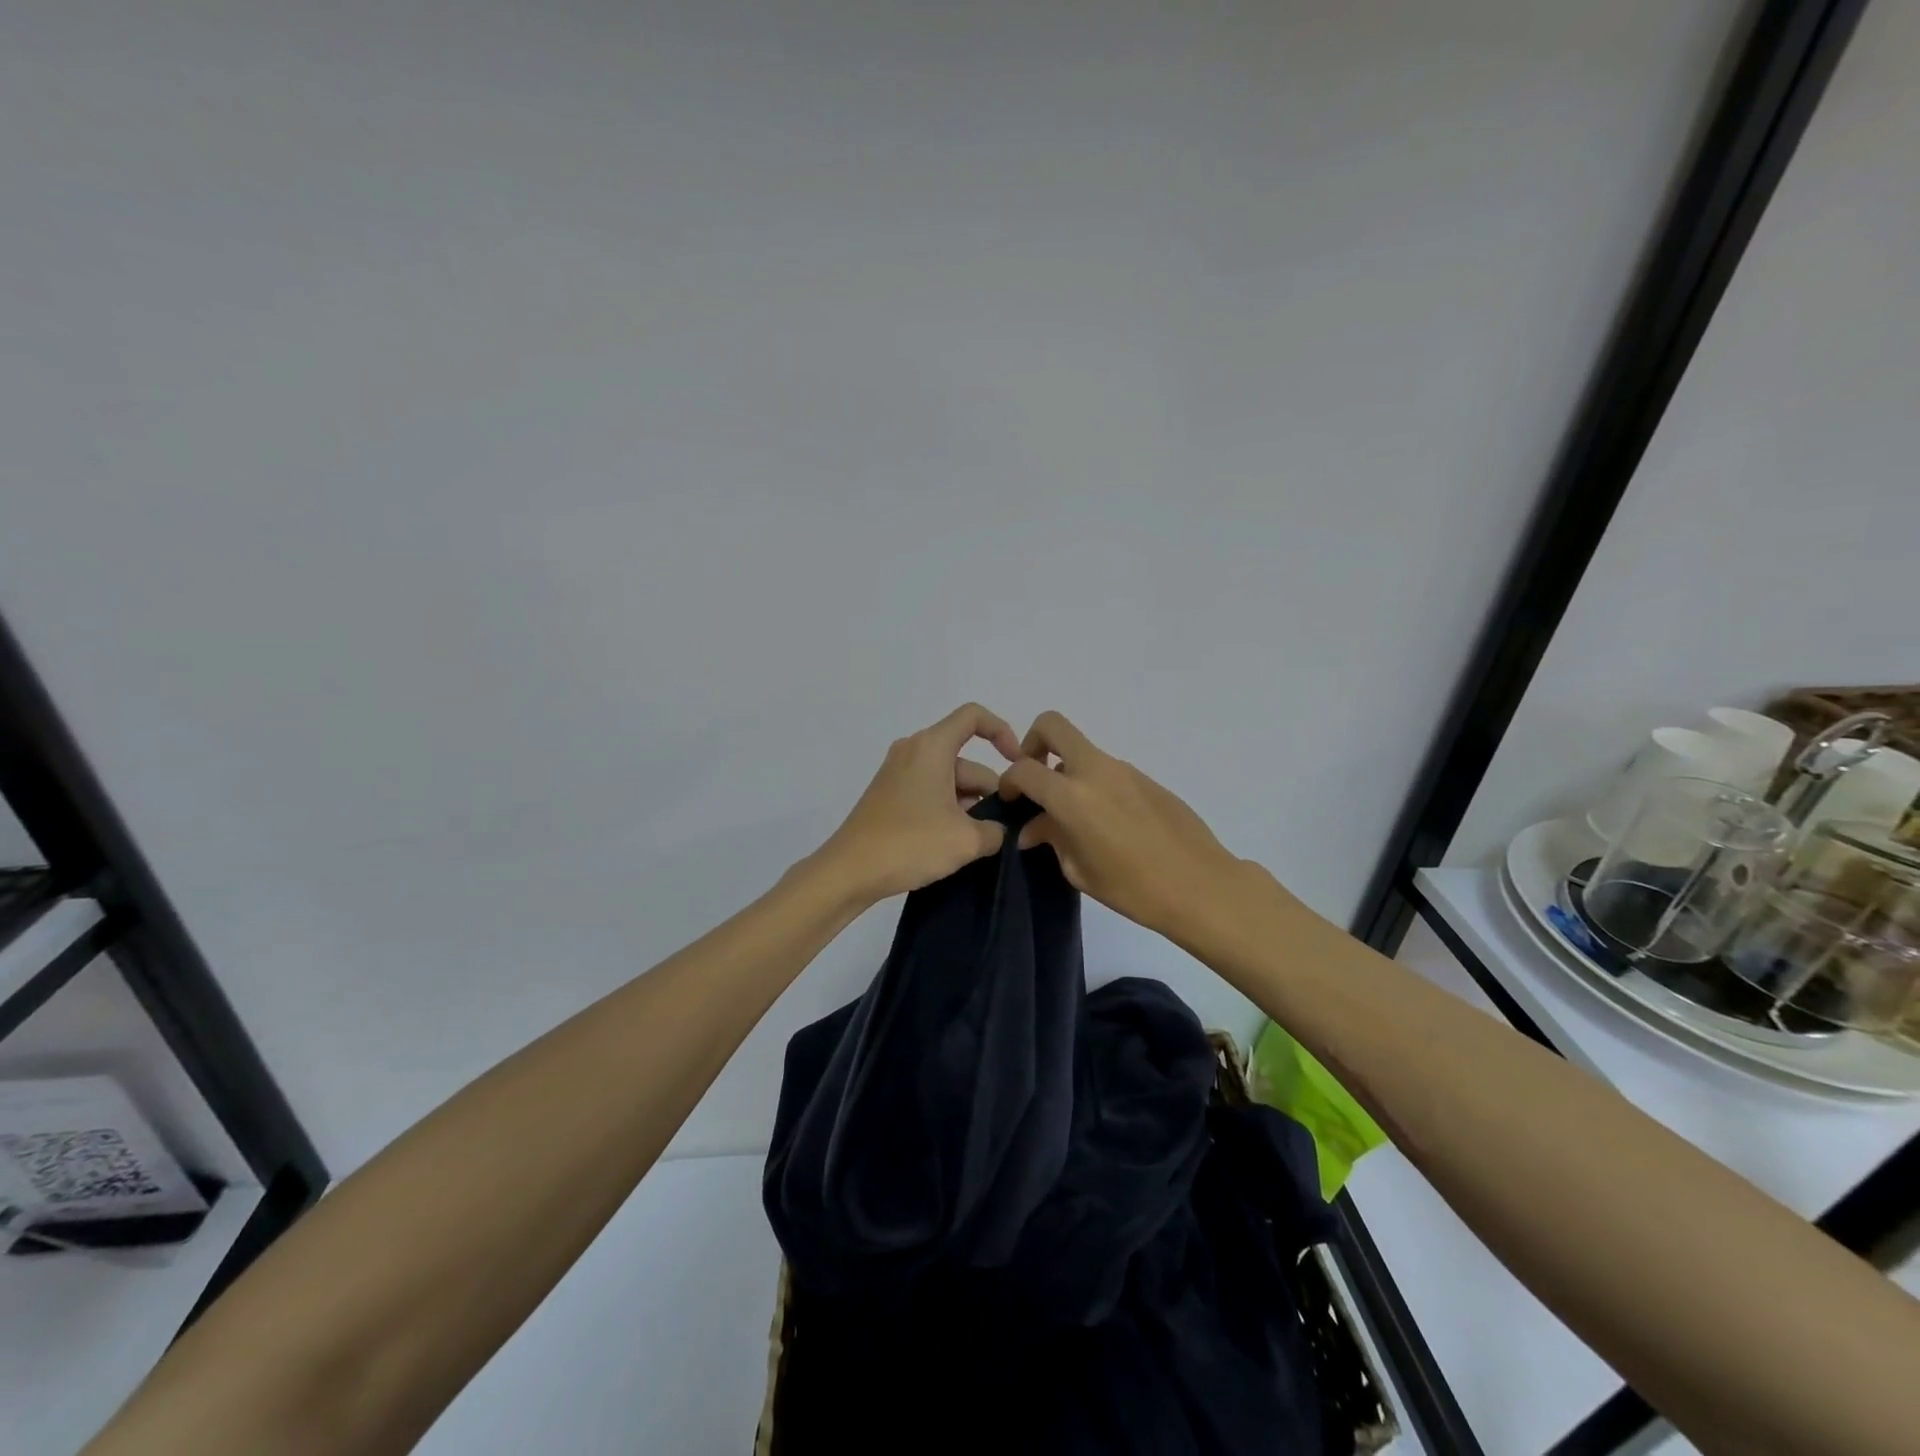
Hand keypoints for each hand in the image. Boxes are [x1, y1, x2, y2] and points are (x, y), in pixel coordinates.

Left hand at [816, 703, 1023, 902]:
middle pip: (965, 759)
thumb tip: (1000, 830)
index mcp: (931, 747)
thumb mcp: (966, 841)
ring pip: (949, 779)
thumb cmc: (910, 844)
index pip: (974, 717)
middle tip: (1007, 826)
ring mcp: (898, 774)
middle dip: (990, 789)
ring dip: (970, 805)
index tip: (1019, 764)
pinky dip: (949, 810)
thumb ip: (996, 830)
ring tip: (983, 842)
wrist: (849, 871)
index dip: (1002, 732)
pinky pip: (931, 792)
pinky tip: (957, 843)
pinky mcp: (890, 796)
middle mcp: (913, 751)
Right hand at [997, 711, 1245, 942]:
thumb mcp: (1079, 871)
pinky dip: (1096, 786)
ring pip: (1083, 752)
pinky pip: (1109, 771)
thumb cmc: (1133, 888)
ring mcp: (1125, 770)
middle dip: (1034, 743)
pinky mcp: (1147, 778)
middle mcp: (1095, 771)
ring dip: (1068, 771)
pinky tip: (1109, 824)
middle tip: (1036, 777)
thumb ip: (1052, 839)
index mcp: (1072, 796)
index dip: (1008, 781)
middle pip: (1053, 726)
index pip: (1024, 769)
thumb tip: (1034, 828)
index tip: (1010, 800)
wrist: (1201, 886)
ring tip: (1076, 817)